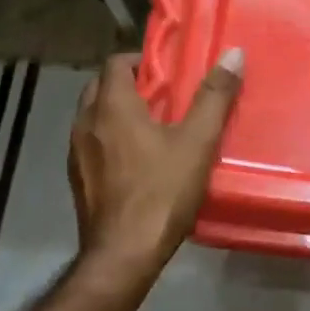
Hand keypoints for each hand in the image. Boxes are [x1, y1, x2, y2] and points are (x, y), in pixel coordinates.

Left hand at [68, 48, 243, 284]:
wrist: (122, 256)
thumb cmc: (161, 193)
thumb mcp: (197, 142)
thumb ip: (214, 96)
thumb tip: (233, 54)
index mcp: (111, 106)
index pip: (115, 62)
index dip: (141, 59)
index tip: (168, 70)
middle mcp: (86, 123)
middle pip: (101, 86)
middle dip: (129, 83)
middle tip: (163, 94)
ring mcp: (76, 153)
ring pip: (94, 115)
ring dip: (117, 111)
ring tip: (153, 124)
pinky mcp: (77, 180)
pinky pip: (92, 143)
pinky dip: (110, 138)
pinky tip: (136, 159)